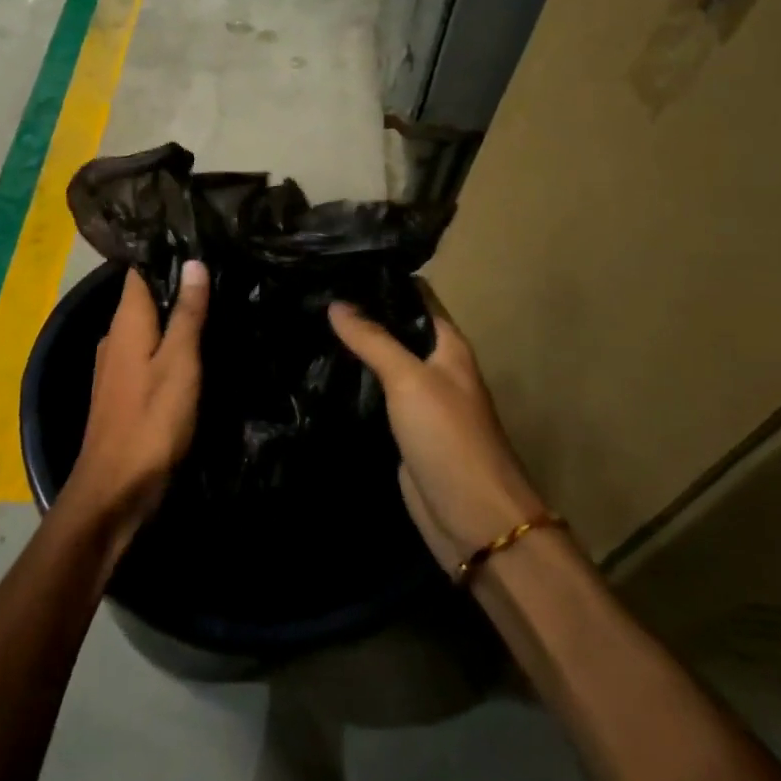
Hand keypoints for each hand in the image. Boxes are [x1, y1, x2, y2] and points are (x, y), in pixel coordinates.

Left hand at [62, 262, 209, 538]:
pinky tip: (193, 351)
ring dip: (173, 319)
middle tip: (219, 273)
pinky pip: (147, 354)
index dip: (165, 255)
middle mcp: (114, 337)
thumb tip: (193, 262)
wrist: (114, 490)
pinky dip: (168, 347)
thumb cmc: (151, 422)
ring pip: (147, 329)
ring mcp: (115, 366)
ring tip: (214, 306)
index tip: (198, 241)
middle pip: (144, 299)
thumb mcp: (179, 364)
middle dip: (175, 287)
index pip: (139, 272)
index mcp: (126, 322)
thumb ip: (187, 314)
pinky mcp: (122, 391)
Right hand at [329, 283, 546, 574]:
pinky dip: (352, 382)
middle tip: (311, 290)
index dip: (384, 278)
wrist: (472, 519)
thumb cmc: (449, 437)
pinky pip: (374, 396)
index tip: (340, 260)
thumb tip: (336, 302)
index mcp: (448, 347)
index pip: (417, 297)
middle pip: (397, 328)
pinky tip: (320, 369)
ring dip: (354, 346)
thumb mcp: (410, 379)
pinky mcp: (402, 431)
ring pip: (383, 362)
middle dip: (361, 311)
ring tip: (307, 321)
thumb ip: (374, 340)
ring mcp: (418, 401)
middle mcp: (435, 368)